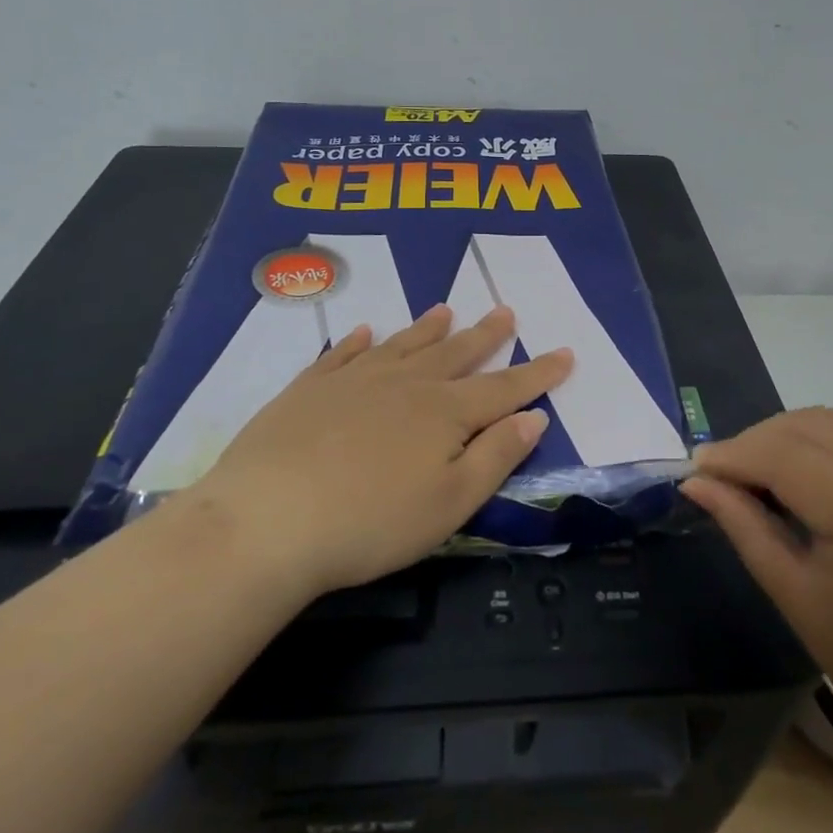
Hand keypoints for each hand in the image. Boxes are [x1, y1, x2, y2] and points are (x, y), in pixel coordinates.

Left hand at [193, 304, 571, 594]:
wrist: (267, 520)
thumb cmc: (371, 522)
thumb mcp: (450, 502)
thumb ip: (495, 456)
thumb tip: (534, 418)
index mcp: (444, 413)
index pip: (504, 387)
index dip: (538, 373)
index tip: (565, 353)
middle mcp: (405, 384)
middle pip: (455, 354)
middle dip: (486, 335)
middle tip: (506, 311)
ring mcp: (354, 380)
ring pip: (403, 345)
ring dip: (428, 328)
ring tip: (446, 309)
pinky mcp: (310, 388)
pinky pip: (343, 354)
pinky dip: (359, 341)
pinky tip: (367, 332)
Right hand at [681, 407, 832, 757]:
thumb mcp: (795, 595)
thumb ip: (743, 526)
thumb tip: (696, 482)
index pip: (780, 454)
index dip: (732, 455)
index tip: (695, 469)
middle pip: (807, 426)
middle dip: (756, 441)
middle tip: (724, 475)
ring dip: (791, 434)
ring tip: (764, 470)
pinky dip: (828, 439)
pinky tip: (812, 472)